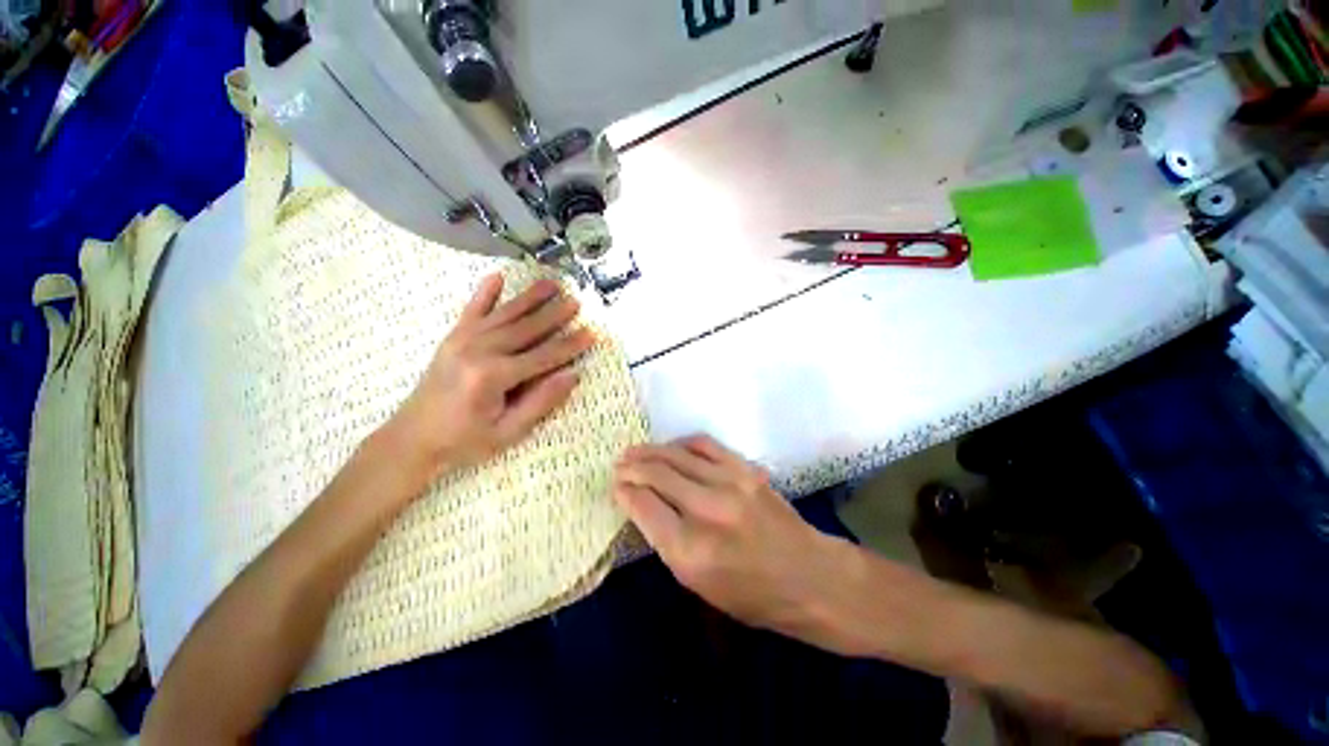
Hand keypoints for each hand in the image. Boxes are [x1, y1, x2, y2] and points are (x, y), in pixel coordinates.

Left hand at [392, 273, 594, 474]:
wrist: (411, 439)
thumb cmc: (464, 441)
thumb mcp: (508, 432)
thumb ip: (541, 402)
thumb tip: (572, 376)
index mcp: (493, 376)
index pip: (543, 356)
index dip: (570, 346)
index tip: (591, 333)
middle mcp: (479, 350)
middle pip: (526, 328)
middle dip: (554, 314)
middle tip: (576, 301)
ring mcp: (463, 340)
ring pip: (505, 314)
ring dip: (530, 297)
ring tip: (552, 283)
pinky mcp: (452, 338)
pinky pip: (471, 310)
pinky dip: (485, 292)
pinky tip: (497, 276)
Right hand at [613, 436, 852, 645]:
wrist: (810, 576)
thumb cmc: (752, 596)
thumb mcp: (699, 585)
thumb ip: (667, 542)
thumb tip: (642, 505)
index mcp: (691, 550)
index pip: (644, 506)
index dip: (625, 492)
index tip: (616, 486)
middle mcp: (708, 510)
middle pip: (657, 474)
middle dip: (632, 467)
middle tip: (619, 464)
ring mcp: (730, 483)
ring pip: (677, 455)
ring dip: (651, 450)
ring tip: (635, 451)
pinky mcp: (746, 469)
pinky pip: (704, 444)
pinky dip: (682, 443)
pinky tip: (672, 447)